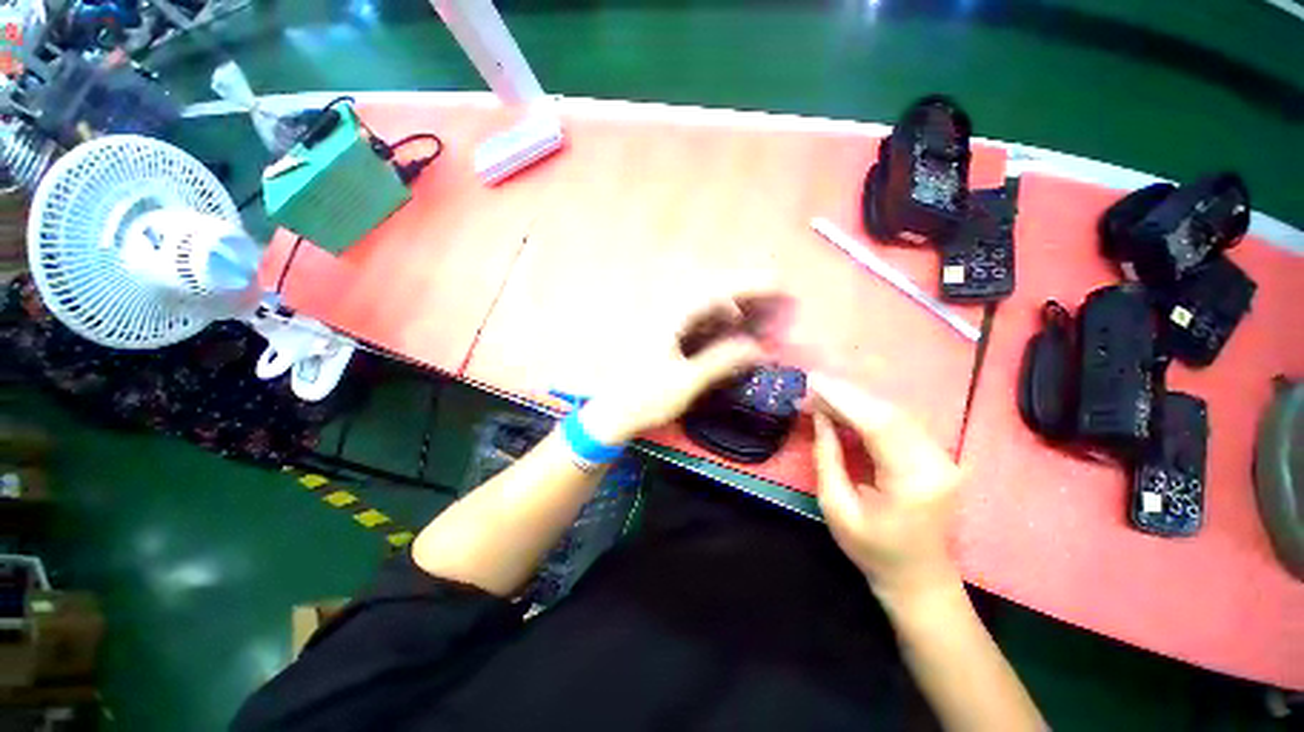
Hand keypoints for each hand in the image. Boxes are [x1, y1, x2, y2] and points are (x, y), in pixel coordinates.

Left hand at [579, 293, 777, 443]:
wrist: (612, 413)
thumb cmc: (644, 398)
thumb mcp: (687, 382)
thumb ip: (722, 361)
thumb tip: (757, 349)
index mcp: (670, 317)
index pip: (717, 291)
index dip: (751, 285)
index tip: (780, 286)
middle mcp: (668, 313)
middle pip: (715, 295)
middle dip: (749, 297)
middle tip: (779, 307)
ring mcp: (667, 324)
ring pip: (709, 309)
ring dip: (738, 312)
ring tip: (765, 321)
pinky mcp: (667, 336)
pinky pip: (701, 324)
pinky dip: (722, 326)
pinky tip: (737, 335)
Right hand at [808, 373, 963, 607]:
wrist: (920, 579)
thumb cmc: (873, 551)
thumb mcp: (836, 508)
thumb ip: (827, 458)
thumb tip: (819, 417)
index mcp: (913, 482)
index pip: (878, 425)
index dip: (843, 399)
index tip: (813, 383)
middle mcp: (937, 463)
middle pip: (890, 413)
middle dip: (848, 395)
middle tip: (814, 385)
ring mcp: (944, 459)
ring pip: (898, 414)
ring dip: (858, 401)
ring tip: (825, 394)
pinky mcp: (939, 457)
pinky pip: (902, 424)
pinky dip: (871, 412)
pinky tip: (848, 409)